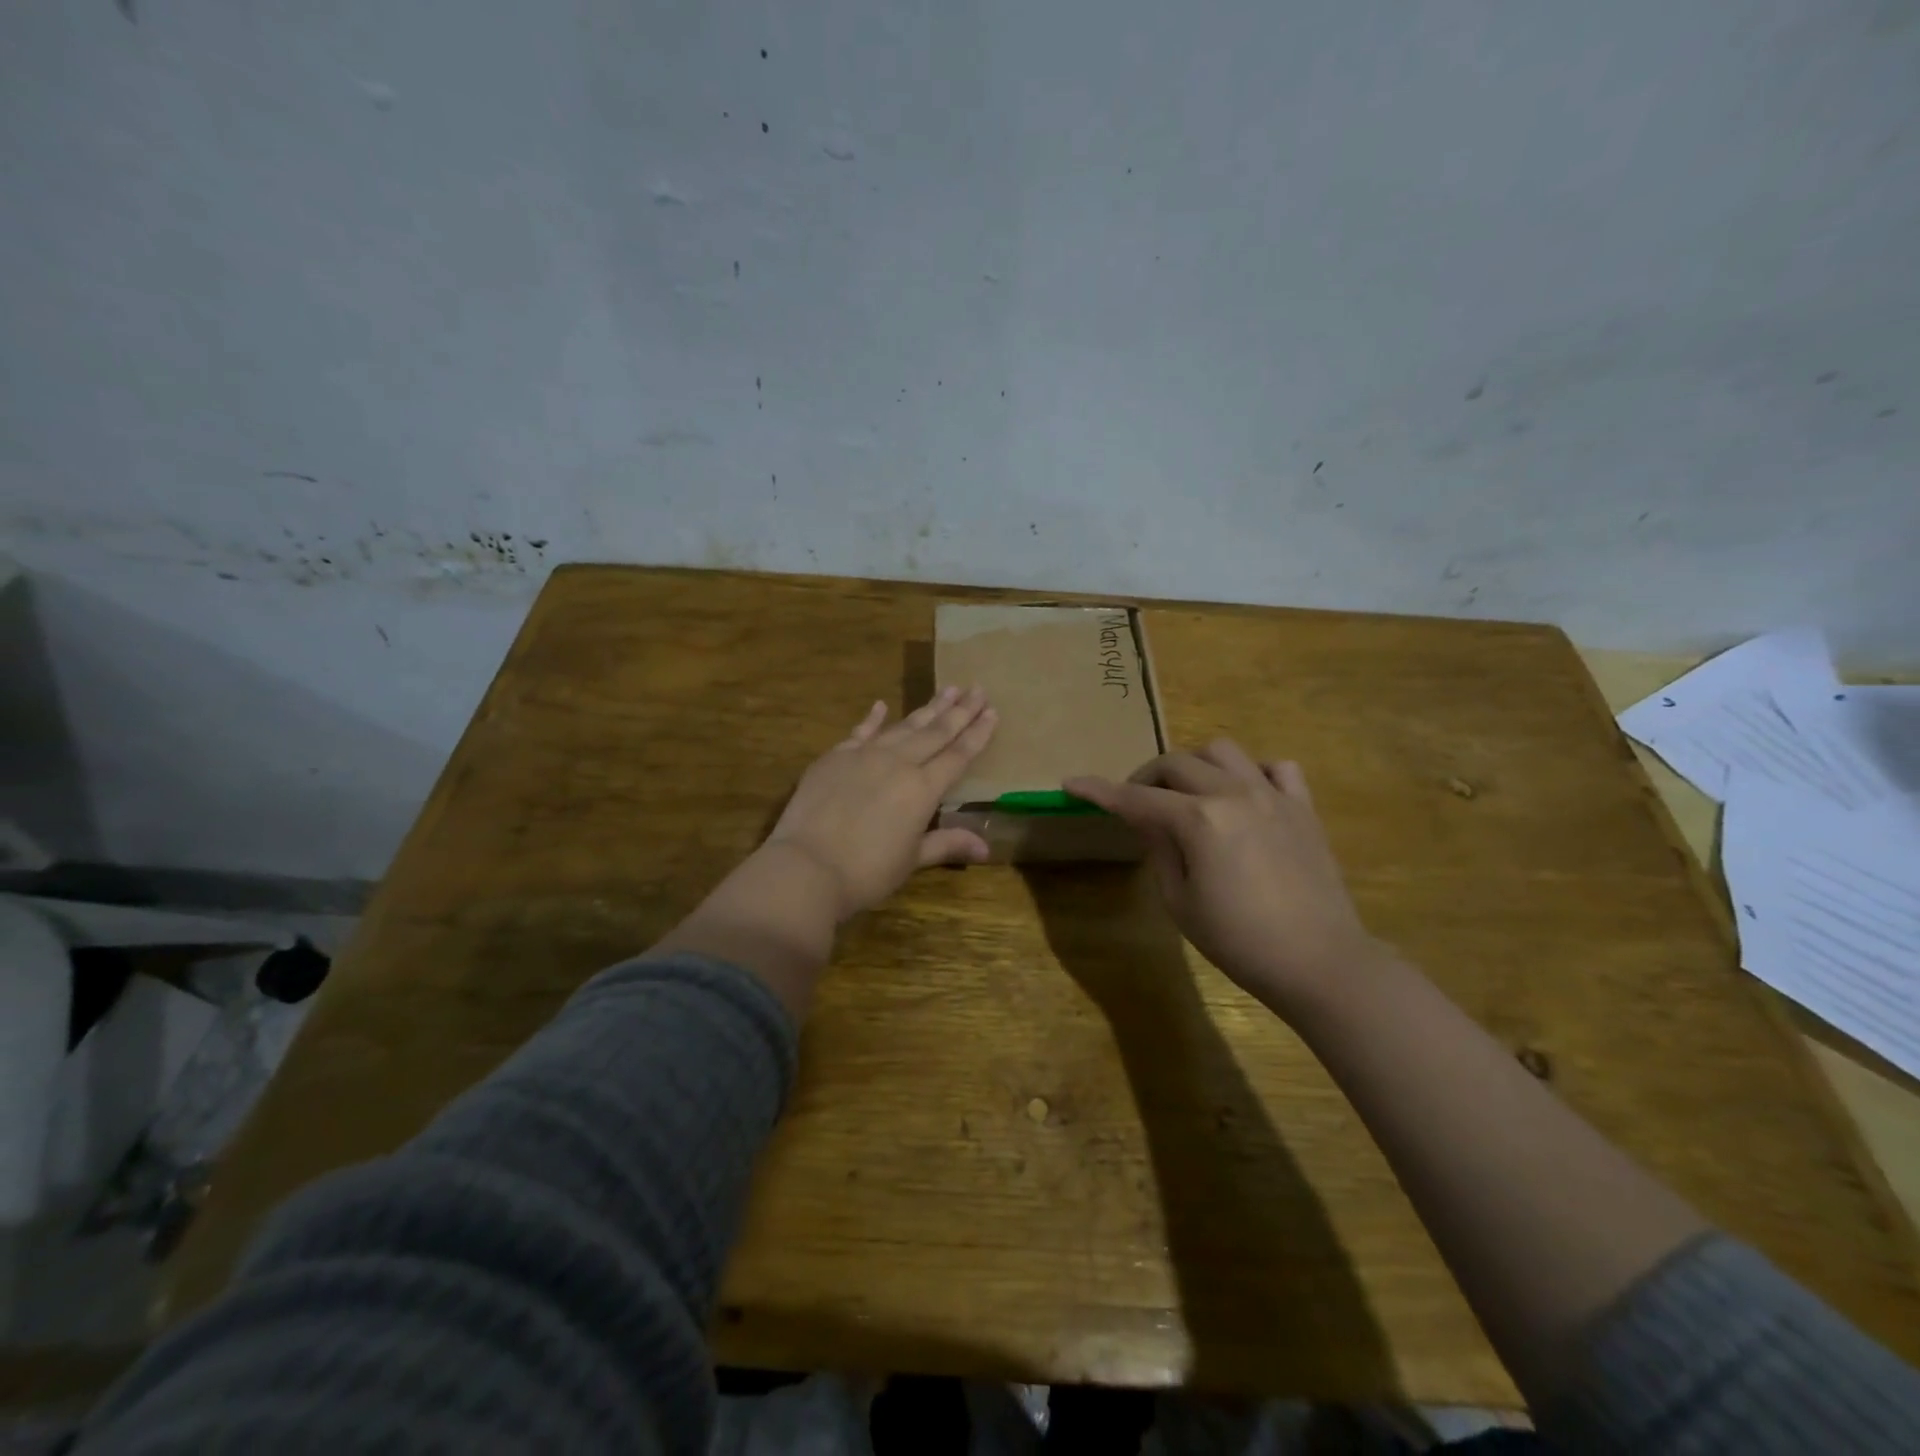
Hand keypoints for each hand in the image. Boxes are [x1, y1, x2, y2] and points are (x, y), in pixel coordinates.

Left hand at [764, 686, 997, 921]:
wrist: (807, 866)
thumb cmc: (867, 872)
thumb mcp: (912, 860)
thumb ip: (947, 844)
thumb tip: (986, 847)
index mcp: (923, 789)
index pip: (958, 755)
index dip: (977, 734)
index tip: (993, 711)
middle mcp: (898, 763)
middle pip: (936, 732)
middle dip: (959, 710)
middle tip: (978, 689)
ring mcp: (865, 755)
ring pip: (903, 726)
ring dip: (927, 708)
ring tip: (947, 689)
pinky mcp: (835, 757)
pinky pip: (860, 732)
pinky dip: (872, 719)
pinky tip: (881, 705)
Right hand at [1065, 739, 1389, 1016]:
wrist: (1319, 962)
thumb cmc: (1239, 941)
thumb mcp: (1180, 901)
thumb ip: (1159, 849)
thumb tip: (1147, 819)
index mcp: (1198, 820)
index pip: (1135, 797)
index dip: (1099, 791)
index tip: (1072, 783)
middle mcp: (1233, 793)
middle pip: (1176, 763)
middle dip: (1145, 778)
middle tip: (1137, 805)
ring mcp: (1272, 795)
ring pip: (1223, 751)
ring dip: (1195, 765)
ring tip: (1190, 794)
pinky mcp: (1302, 808)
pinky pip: (1276, 768)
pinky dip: (1253, 773)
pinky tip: (1245, 797)